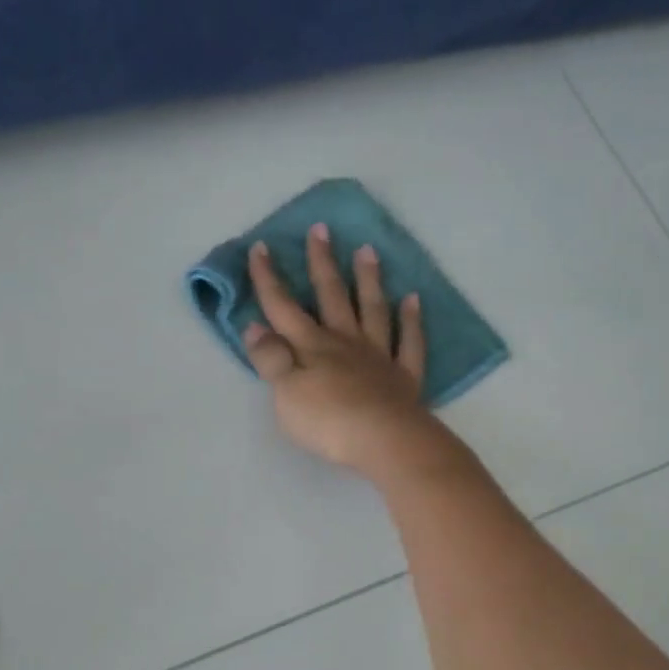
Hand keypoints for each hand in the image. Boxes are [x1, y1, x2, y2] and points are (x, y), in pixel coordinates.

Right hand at [243, 225, 452, 480]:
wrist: (384, 441)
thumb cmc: (328, 421)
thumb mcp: (285, 393)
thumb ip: (270, 359)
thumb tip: (255, 326)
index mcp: (311, 346)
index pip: (283, 307)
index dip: (269, 278)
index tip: (260, 246)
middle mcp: (345, 342)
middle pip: (332, 297)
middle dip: (323, 263)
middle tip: (321, 229)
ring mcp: (379, 357)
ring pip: (373, 310)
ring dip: (368, 280)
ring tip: (368, 251)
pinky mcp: (404, 377)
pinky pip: (410, 342)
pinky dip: (412, 320)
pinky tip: (413, 300)